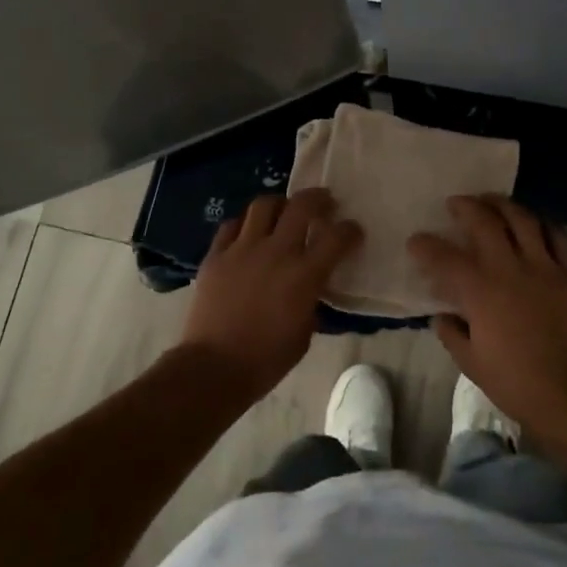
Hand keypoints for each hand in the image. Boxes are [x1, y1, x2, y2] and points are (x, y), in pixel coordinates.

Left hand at [180, 188, 362, 399]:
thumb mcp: (304, 331)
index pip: (337, 237)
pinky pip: (232, 226)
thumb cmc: (266, 359)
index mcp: (304, 275)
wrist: (213, 367)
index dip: (350, 230)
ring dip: (280, 204)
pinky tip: (248, 233)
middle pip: (301, 206)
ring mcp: (242, 249)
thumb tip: (311, 286)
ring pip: (264, 205)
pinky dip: (245, 225)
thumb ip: (311, 300)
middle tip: (324, 202)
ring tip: (284, 211)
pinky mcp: (215, 255)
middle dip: (318, 199)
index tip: (353, 231)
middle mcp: (276, 252)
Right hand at [408, 196, 566, 443]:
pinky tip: (535, 225)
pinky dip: (544, 226)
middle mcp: (510, 268)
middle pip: (485, 222)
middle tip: (456, 203)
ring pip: (523, 220)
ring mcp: (545, 268)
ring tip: (493, 202)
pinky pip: (559, 238)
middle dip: (466, 207)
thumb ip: (451, 334)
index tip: (416, 241)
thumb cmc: (515, 382)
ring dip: (504, 205)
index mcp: (480, 291)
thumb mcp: (471, 363)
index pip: (444, 257)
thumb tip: (442, 316)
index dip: (425, 245)